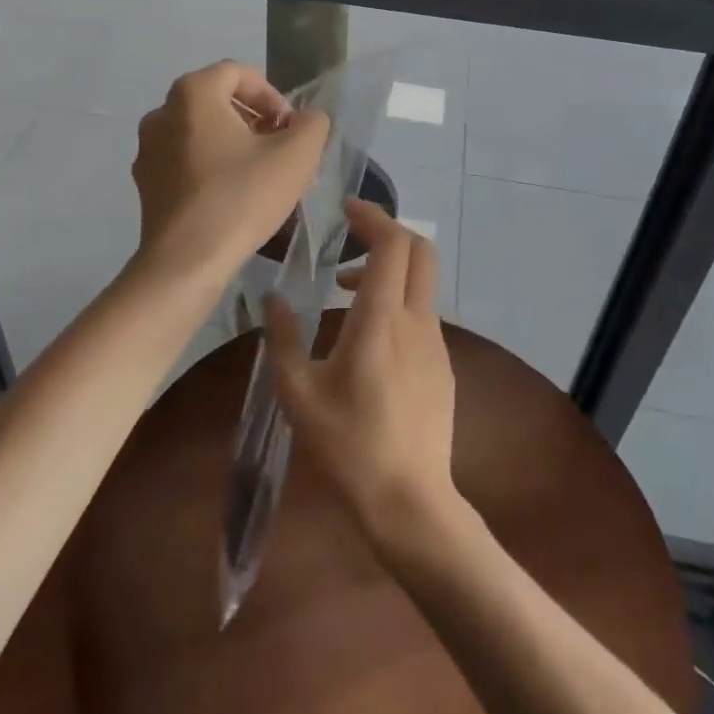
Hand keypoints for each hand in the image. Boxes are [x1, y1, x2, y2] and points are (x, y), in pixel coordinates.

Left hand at [131, 61, 328, 280]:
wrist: (186, 261)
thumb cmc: (242, 198)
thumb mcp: (297, 156)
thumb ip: (311, 125)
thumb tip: (306, 119)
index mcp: (193, 94)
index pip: (237, 73)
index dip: (271, 94)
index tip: (290, 127)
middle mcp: (162, 112)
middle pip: (217, 100)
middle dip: (254, 119)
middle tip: (280, 149)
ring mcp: (148, 148)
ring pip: (200, 131)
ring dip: (233, 142)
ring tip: (261, 174)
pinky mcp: (145, 182)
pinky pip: (184, 158)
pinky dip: (211, 164)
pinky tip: (233, 195)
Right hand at [265, 200, 459, 549]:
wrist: (411, 504)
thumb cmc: (348, 447)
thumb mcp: (299, 393)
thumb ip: (283, 338)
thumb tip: (271, 296)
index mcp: (381, 319)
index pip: (392, 244)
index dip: (373, 216)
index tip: (347, 209)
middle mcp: (416, 320)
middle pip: (420, 251)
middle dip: (387, 232)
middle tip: (350, 236)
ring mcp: (436, 343)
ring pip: (420, 282)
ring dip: (387, 270)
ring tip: (342, 292)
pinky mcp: (442, 365)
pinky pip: (421, 314)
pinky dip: (395, 301)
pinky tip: (366, 337)